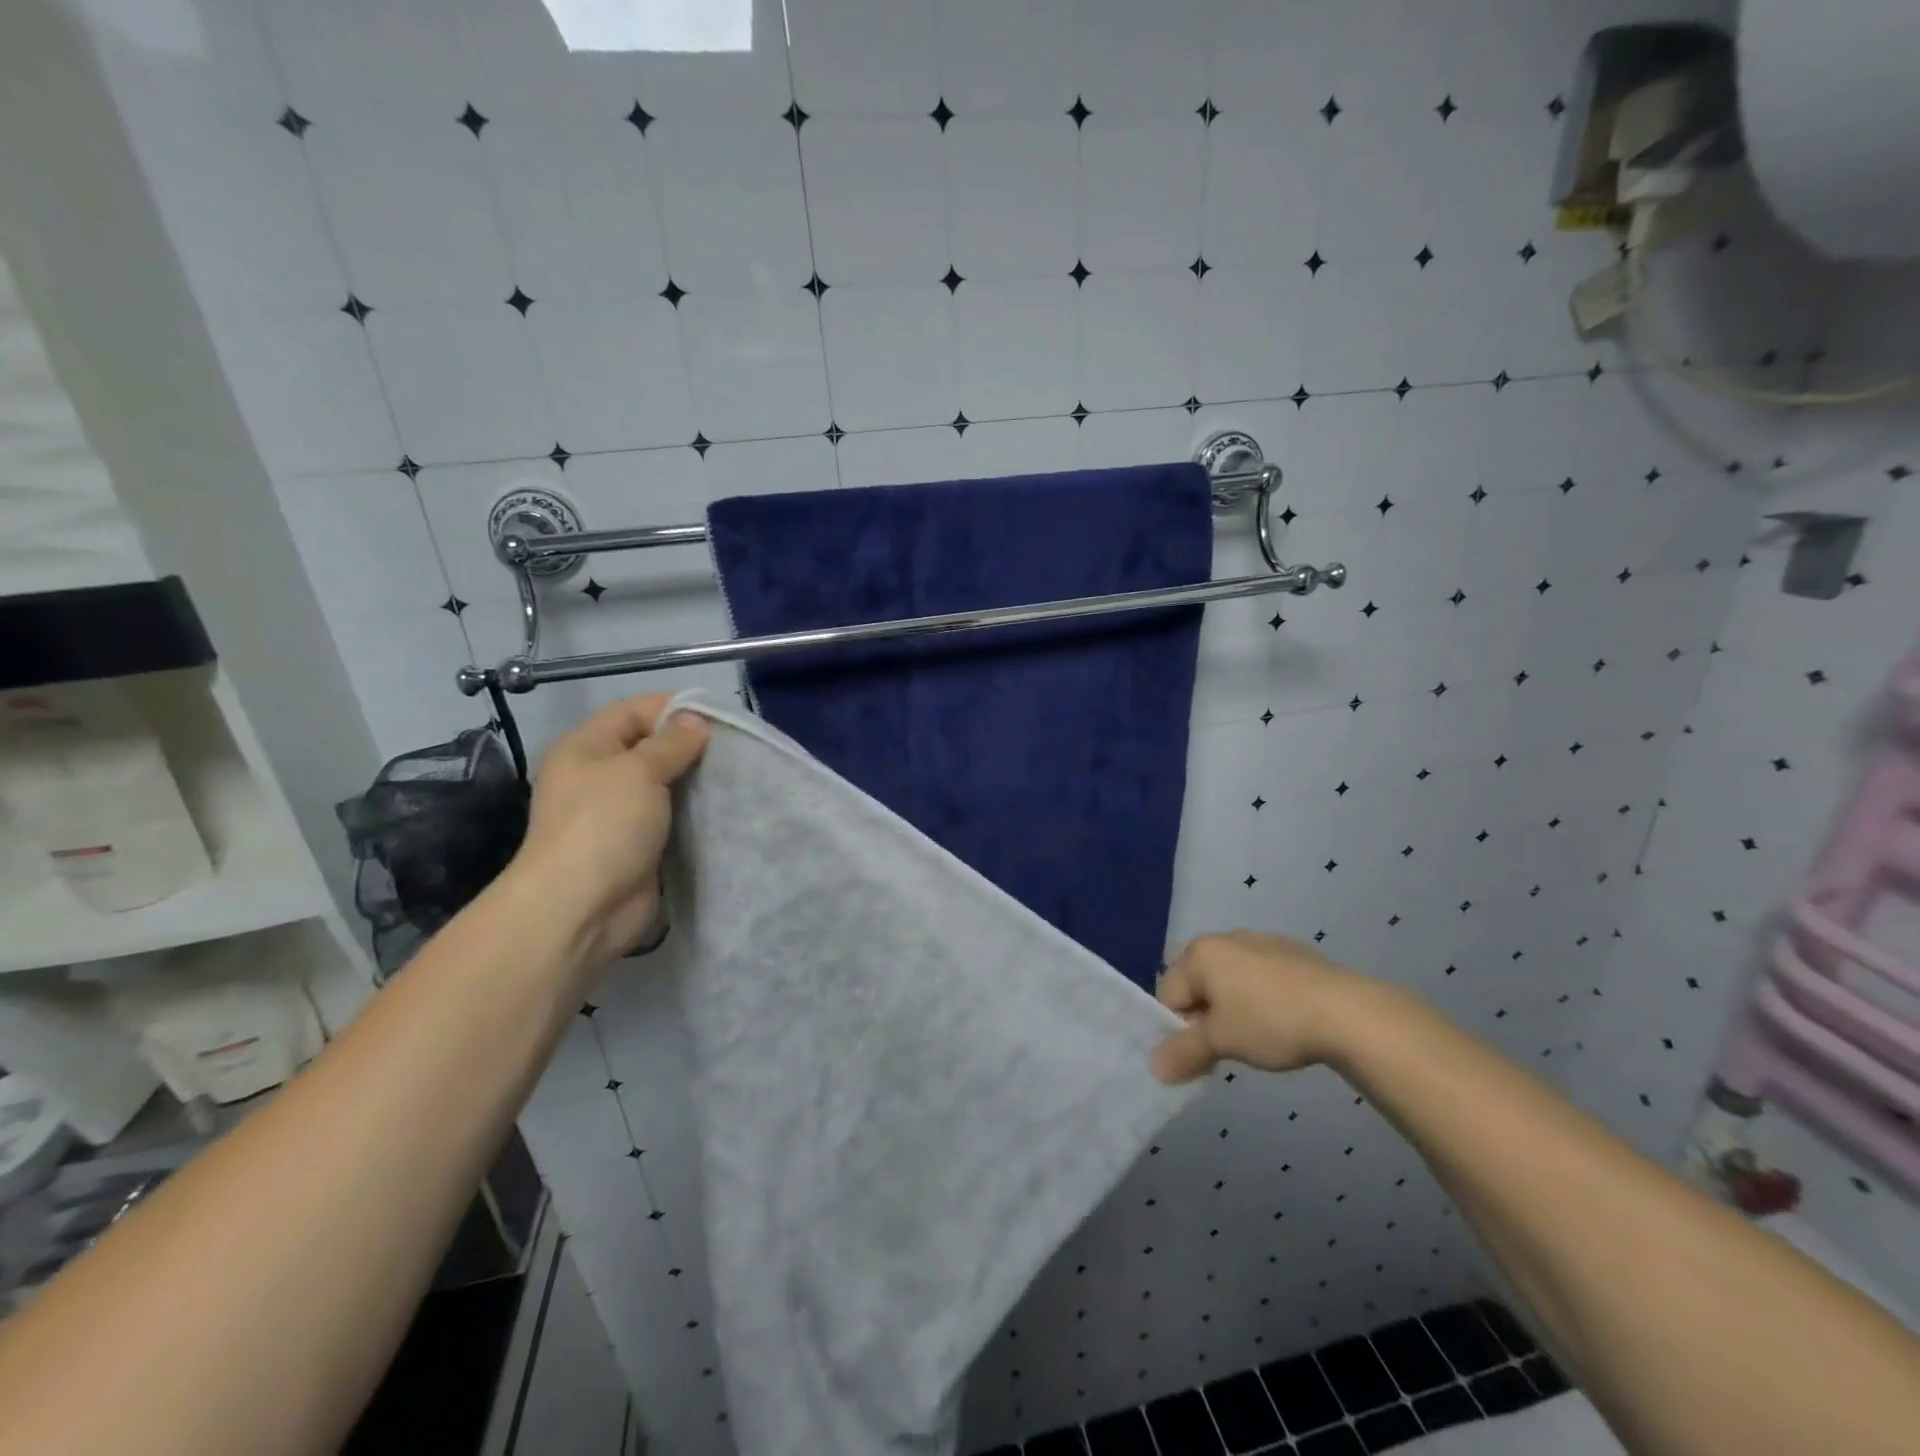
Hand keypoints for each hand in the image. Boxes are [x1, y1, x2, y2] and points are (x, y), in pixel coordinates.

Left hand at [509, 694, 708, 965]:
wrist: (582, 909)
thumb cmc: (604, 826)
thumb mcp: (639, 772)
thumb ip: (672, 743)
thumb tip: (696, 720)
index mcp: (586, 747)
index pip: (634, 710)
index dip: (674, 708)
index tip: (719, 718)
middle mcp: (599, 775)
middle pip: (651, 747)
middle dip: (691, 747)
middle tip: (735, 750)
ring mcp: (618, 813)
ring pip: (666, 785)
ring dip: (697, 782)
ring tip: (737, 777)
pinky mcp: (638, 845)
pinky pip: (671, 818)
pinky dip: (695, 813)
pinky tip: (724, 809)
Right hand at [1150, 930, 1365, 1083]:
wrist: (1348, 1012)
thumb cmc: (1272, 1022)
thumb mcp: (1222, 1042)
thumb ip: (1184, 1052)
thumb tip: (1155, 1068)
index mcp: (1200, 953)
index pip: (1168, 993)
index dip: (1178, 1029)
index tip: (1202, 1055)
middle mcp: (1225, 938)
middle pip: (1198, 984)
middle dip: (1205, 1017)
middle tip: (1228, 1048)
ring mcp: (1261, 941)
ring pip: (1230, 980)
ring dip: (1232, 1008)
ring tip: (1258, 1038)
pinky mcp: (1293, 952)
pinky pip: (1261, 976)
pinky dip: (1261, 998)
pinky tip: (1284, 1022)